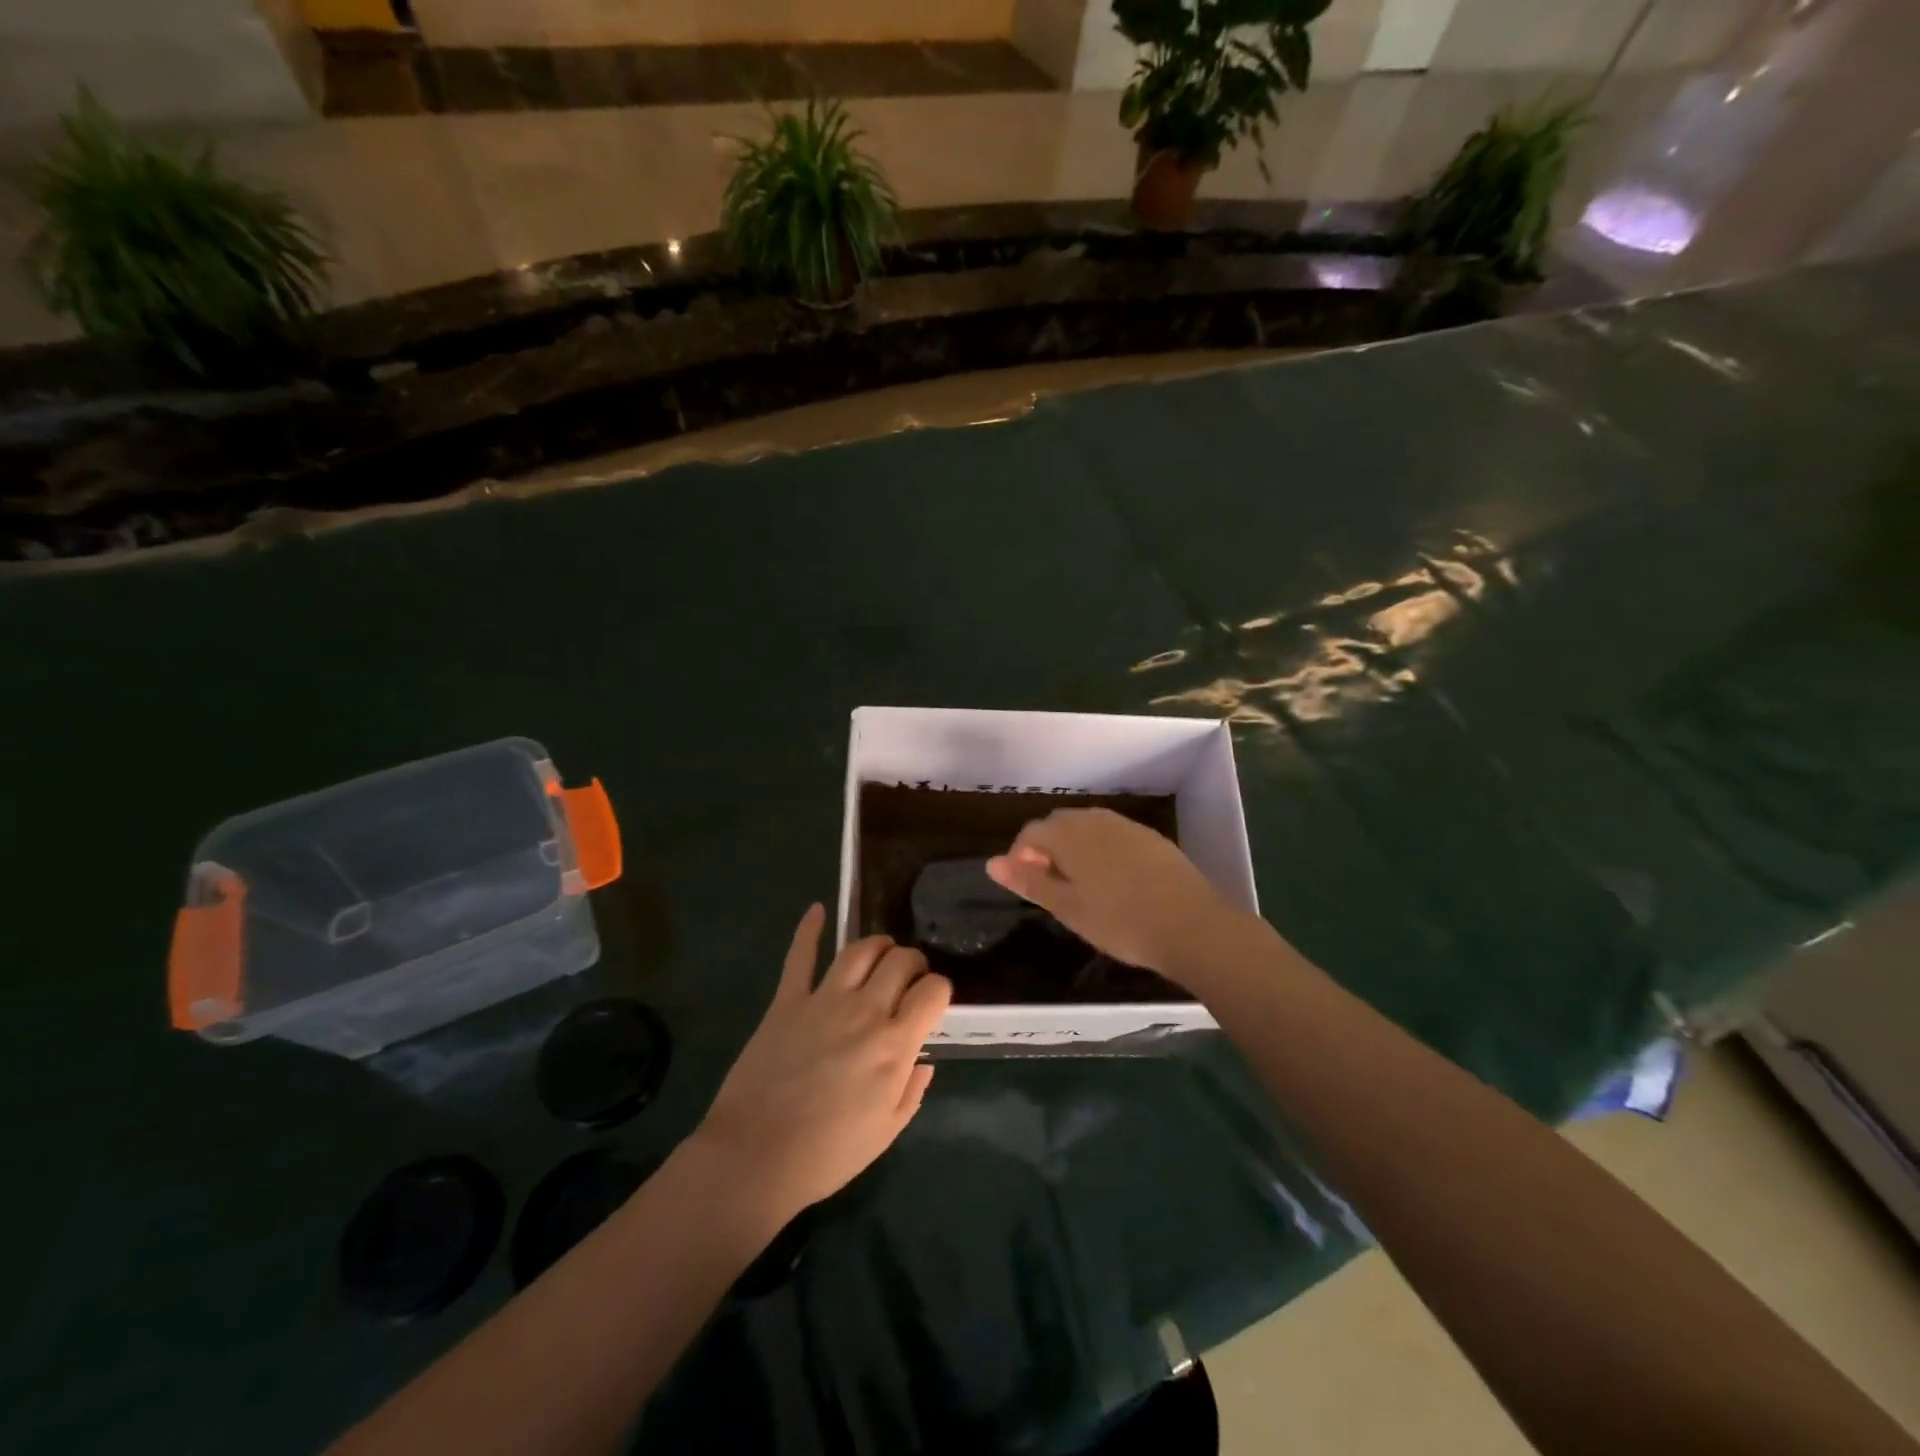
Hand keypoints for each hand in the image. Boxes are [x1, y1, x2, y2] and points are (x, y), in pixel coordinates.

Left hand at [696, 905, 950, 1225]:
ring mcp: (823, 1000)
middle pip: (900, 960)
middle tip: (909, 977)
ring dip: (878, 945)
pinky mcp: (787, 1000)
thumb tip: (924, 1057)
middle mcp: (865, 1011)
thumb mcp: (886, 1132)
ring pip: (860, 950)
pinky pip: (800, 956)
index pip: (933, 991)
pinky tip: (817, 910)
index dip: (940, 989)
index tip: (934, 1000)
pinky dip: (809, 929)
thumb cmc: (827, 1154)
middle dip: (913, 962)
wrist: (755, 1158)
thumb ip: (912, 1090)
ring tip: (881, 953)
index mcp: (894, 1045)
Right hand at [985, 808, 1252, 980]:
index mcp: (1069, 834)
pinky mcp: (1152, 838)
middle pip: (1059, 826)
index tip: (1025, 886)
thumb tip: (991, 863)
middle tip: (1050, 888)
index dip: (1020, 857)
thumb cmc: (1119, 921)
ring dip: (1075, 849)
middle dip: (1047, 850)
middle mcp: (1096, 819)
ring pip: (1088, 829)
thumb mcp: (1067, 907)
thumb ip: (1029, 881)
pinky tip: (1114, 882)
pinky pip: (1114, 836)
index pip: (1031, 833)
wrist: (1192, 925)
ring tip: (1080, 886)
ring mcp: (1127, 826)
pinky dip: (1102, 852)